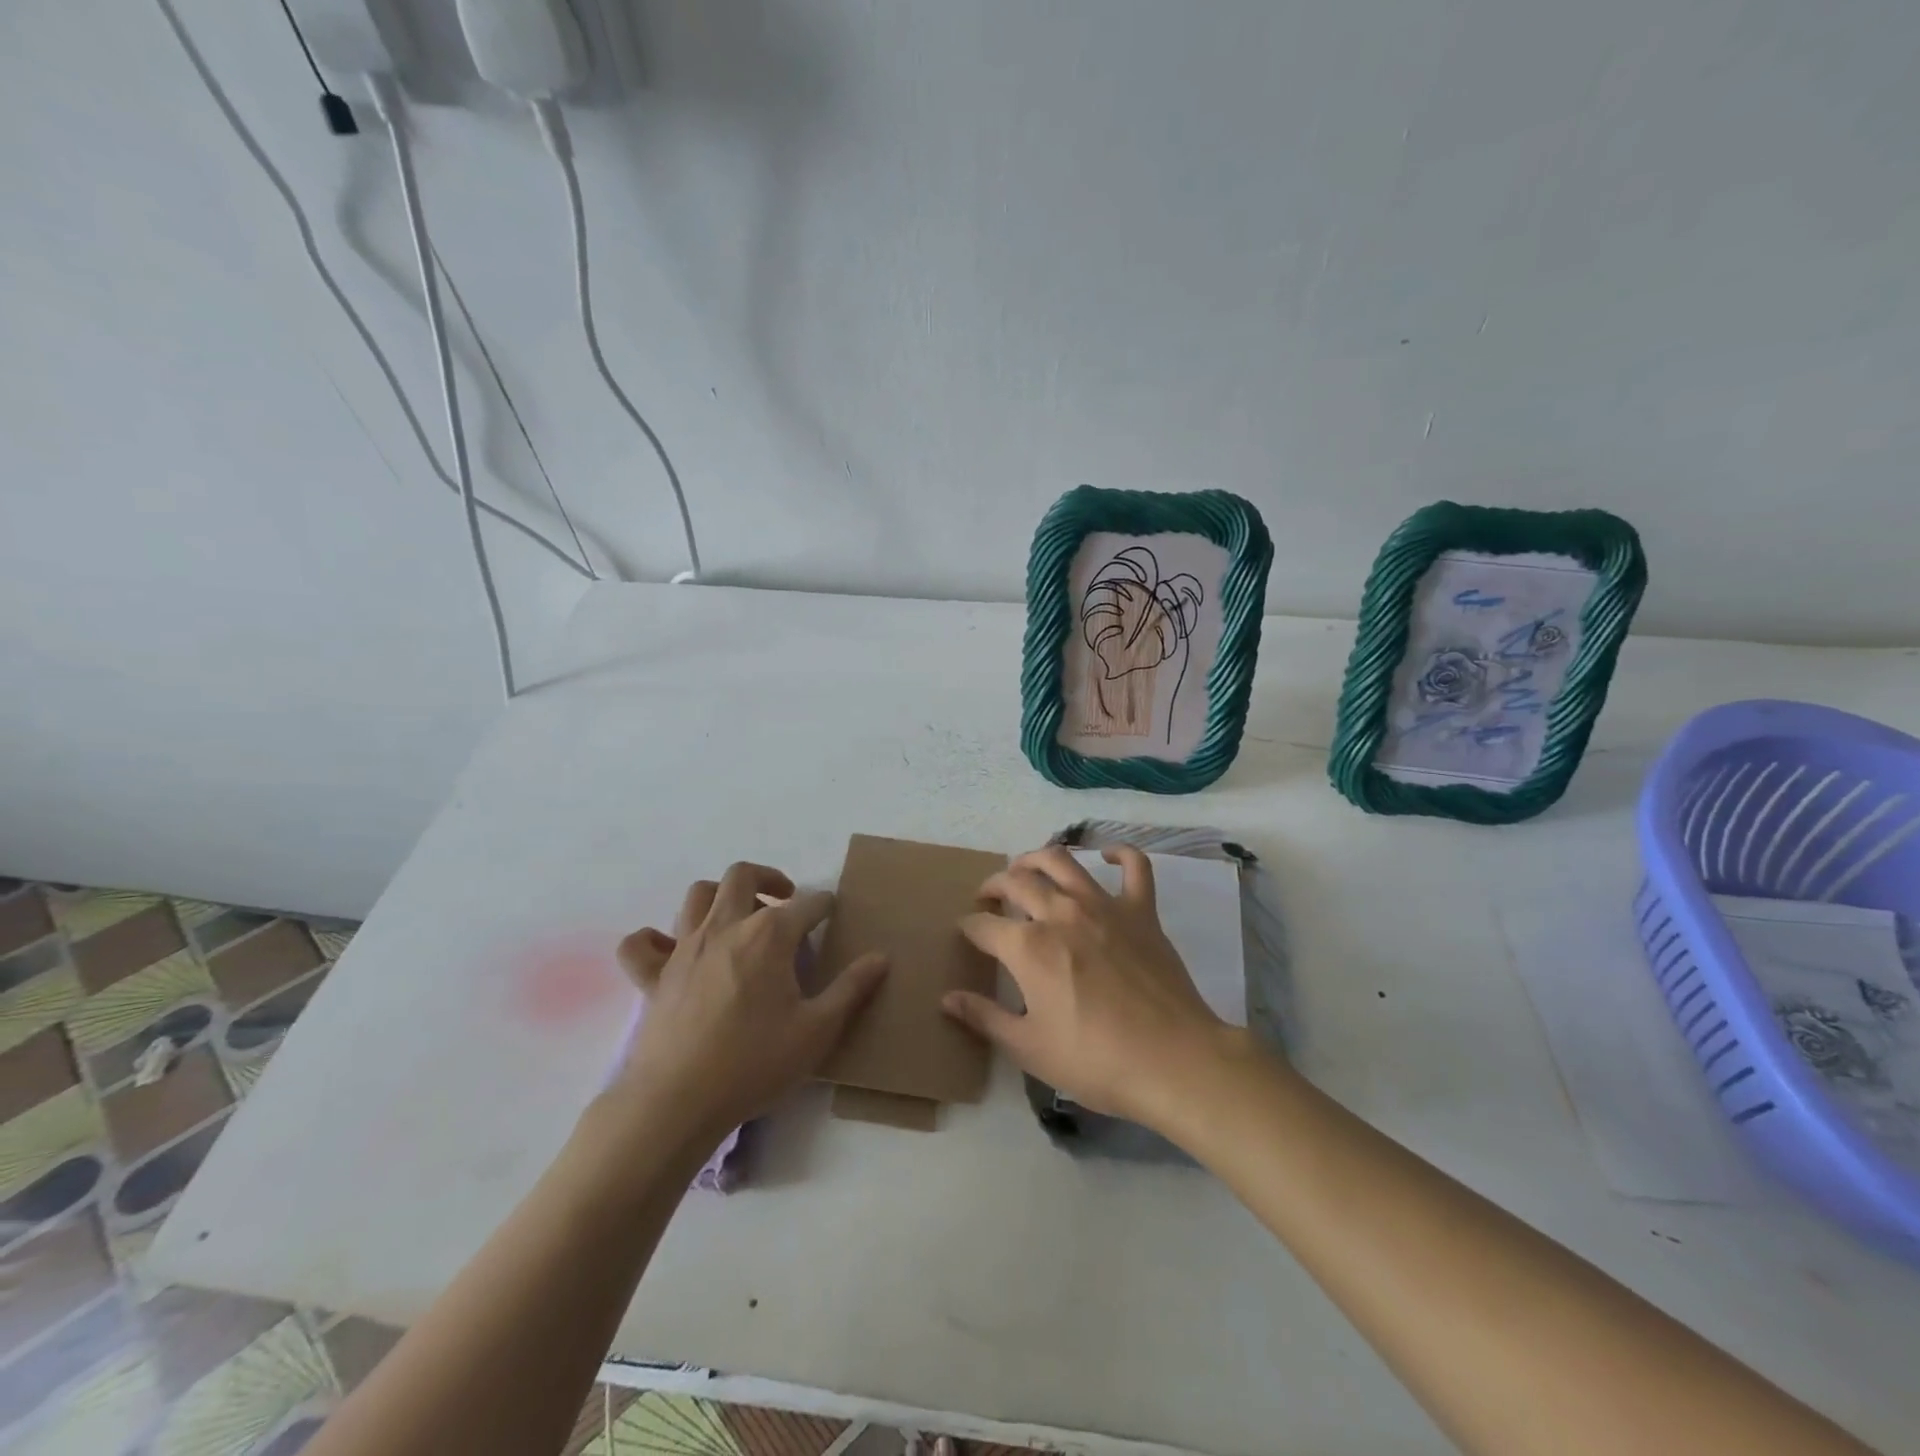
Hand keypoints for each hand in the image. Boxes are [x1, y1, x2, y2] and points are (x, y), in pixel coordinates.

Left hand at [612, 862, 888, 1143]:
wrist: (678, 1103)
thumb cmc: (755, 1063)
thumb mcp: (818, 1030)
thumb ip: (851, 989)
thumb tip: (880, 957)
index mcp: (769, 935)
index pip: (806, 903)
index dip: (824, 905)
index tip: (832, 913)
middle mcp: (725, 927)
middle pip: (743, 876)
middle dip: (769, 879)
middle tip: (785, 902)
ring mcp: (684, 948)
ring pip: (698, 895)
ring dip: (721, 896)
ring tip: (738, 919)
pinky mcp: (653, 976)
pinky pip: (640, 944)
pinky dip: (654, 939)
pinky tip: (671, 951)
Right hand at [942, 845, 1241, 1129]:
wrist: (1173, 1061)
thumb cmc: (1095, 1061)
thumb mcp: (1029, 1048)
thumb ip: (984, 1018)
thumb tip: (947, 998)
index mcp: (1028, 947)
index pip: (983, 926)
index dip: (968, 927)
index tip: (966, 933)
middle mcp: (1060, 913)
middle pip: (1016, 882)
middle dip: (994, 886)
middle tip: (988, 898)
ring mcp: (1104, 906)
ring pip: (1062, 861)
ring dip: (1036, 858)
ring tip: (1026, 868)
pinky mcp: (1142, 910)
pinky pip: (1135, 867)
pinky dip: (1120, 854)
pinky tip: (1107, 856)